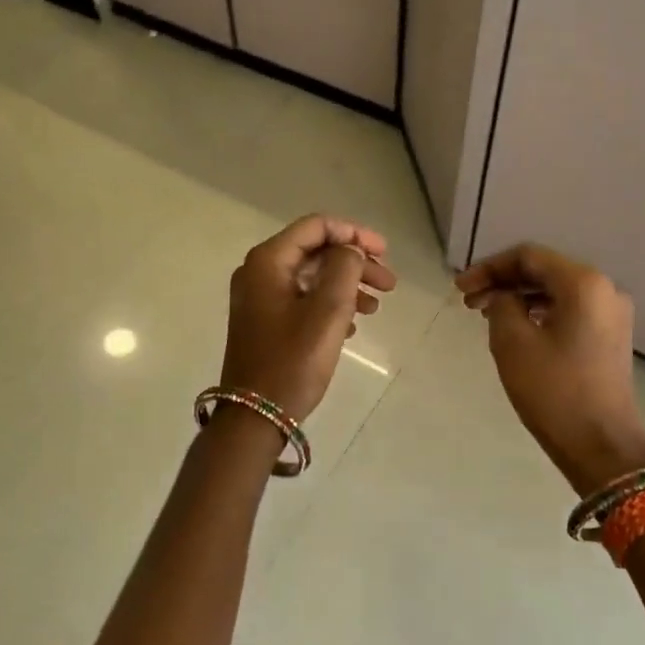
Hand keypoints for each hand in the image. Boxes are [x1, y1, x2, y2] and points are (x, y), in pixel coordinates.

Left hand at [220, 215, 397, 422]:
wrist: (255, 416)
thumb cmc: (292, 361)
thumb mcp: (327, 311)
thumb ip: (344, 269)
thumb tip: (350, 250)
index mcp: (268, 261)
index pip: (316, 227)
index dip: (354, 234)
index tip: (385, 253)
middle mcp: (259, 272)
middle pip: (315, 251)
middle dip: (354, 263)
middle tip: (389, 284)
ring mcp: (259, 299)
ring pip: (311, 277)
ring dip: (346, 286)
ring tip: (375, 308)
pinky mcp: (264, 322)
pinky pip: (302, 300)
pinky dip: (329, 305)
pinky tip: (352, 326)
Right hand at [455, 243, 644, 496]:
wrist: (602, 447)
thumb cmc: (554, 392)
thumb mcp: (513, 344)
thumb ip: (501, 305)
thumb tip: (502, 297)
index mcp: (584, 283)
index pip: (529, 256)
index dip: (489, 267)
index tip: (460, 289)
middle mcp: (605, 289)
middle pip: (544, 270)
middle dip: (503, 281)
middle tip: (468, 302)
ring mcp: (612, 314)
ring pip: (556, 291)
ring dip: (519, 297)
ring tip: (485, 315)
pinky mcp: (611, 337)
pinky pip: (570, 310)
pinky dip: (539, 312)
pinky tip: (516, 327)